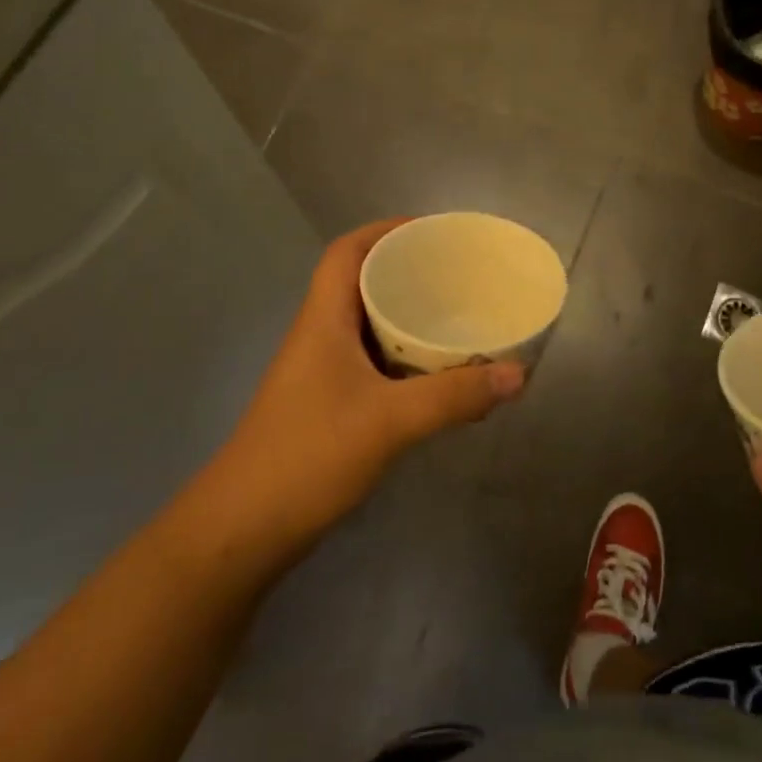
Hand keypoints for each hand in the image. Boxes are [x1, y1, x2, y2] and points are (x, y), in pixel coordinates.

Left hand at [216, 220, 524, 544]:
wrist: (244, 530)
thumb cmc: (309, 456)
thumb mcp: (390, 421)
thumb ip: (455, 397)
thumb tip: (517, 375)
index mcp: (323, 320)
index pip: (347, 252)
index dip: (385, 231)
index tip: (431, 233)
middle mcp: (319, 337)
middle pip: (361, 284)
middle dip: (407, 273)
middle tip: (457, 277)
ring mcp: (321, 374)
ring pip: (369, 328)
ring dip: (408, 320)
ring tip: (457, 319)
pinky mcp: (328, 406)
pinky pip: (373, 365)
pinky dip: (405, 362)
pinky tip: (438, 378)